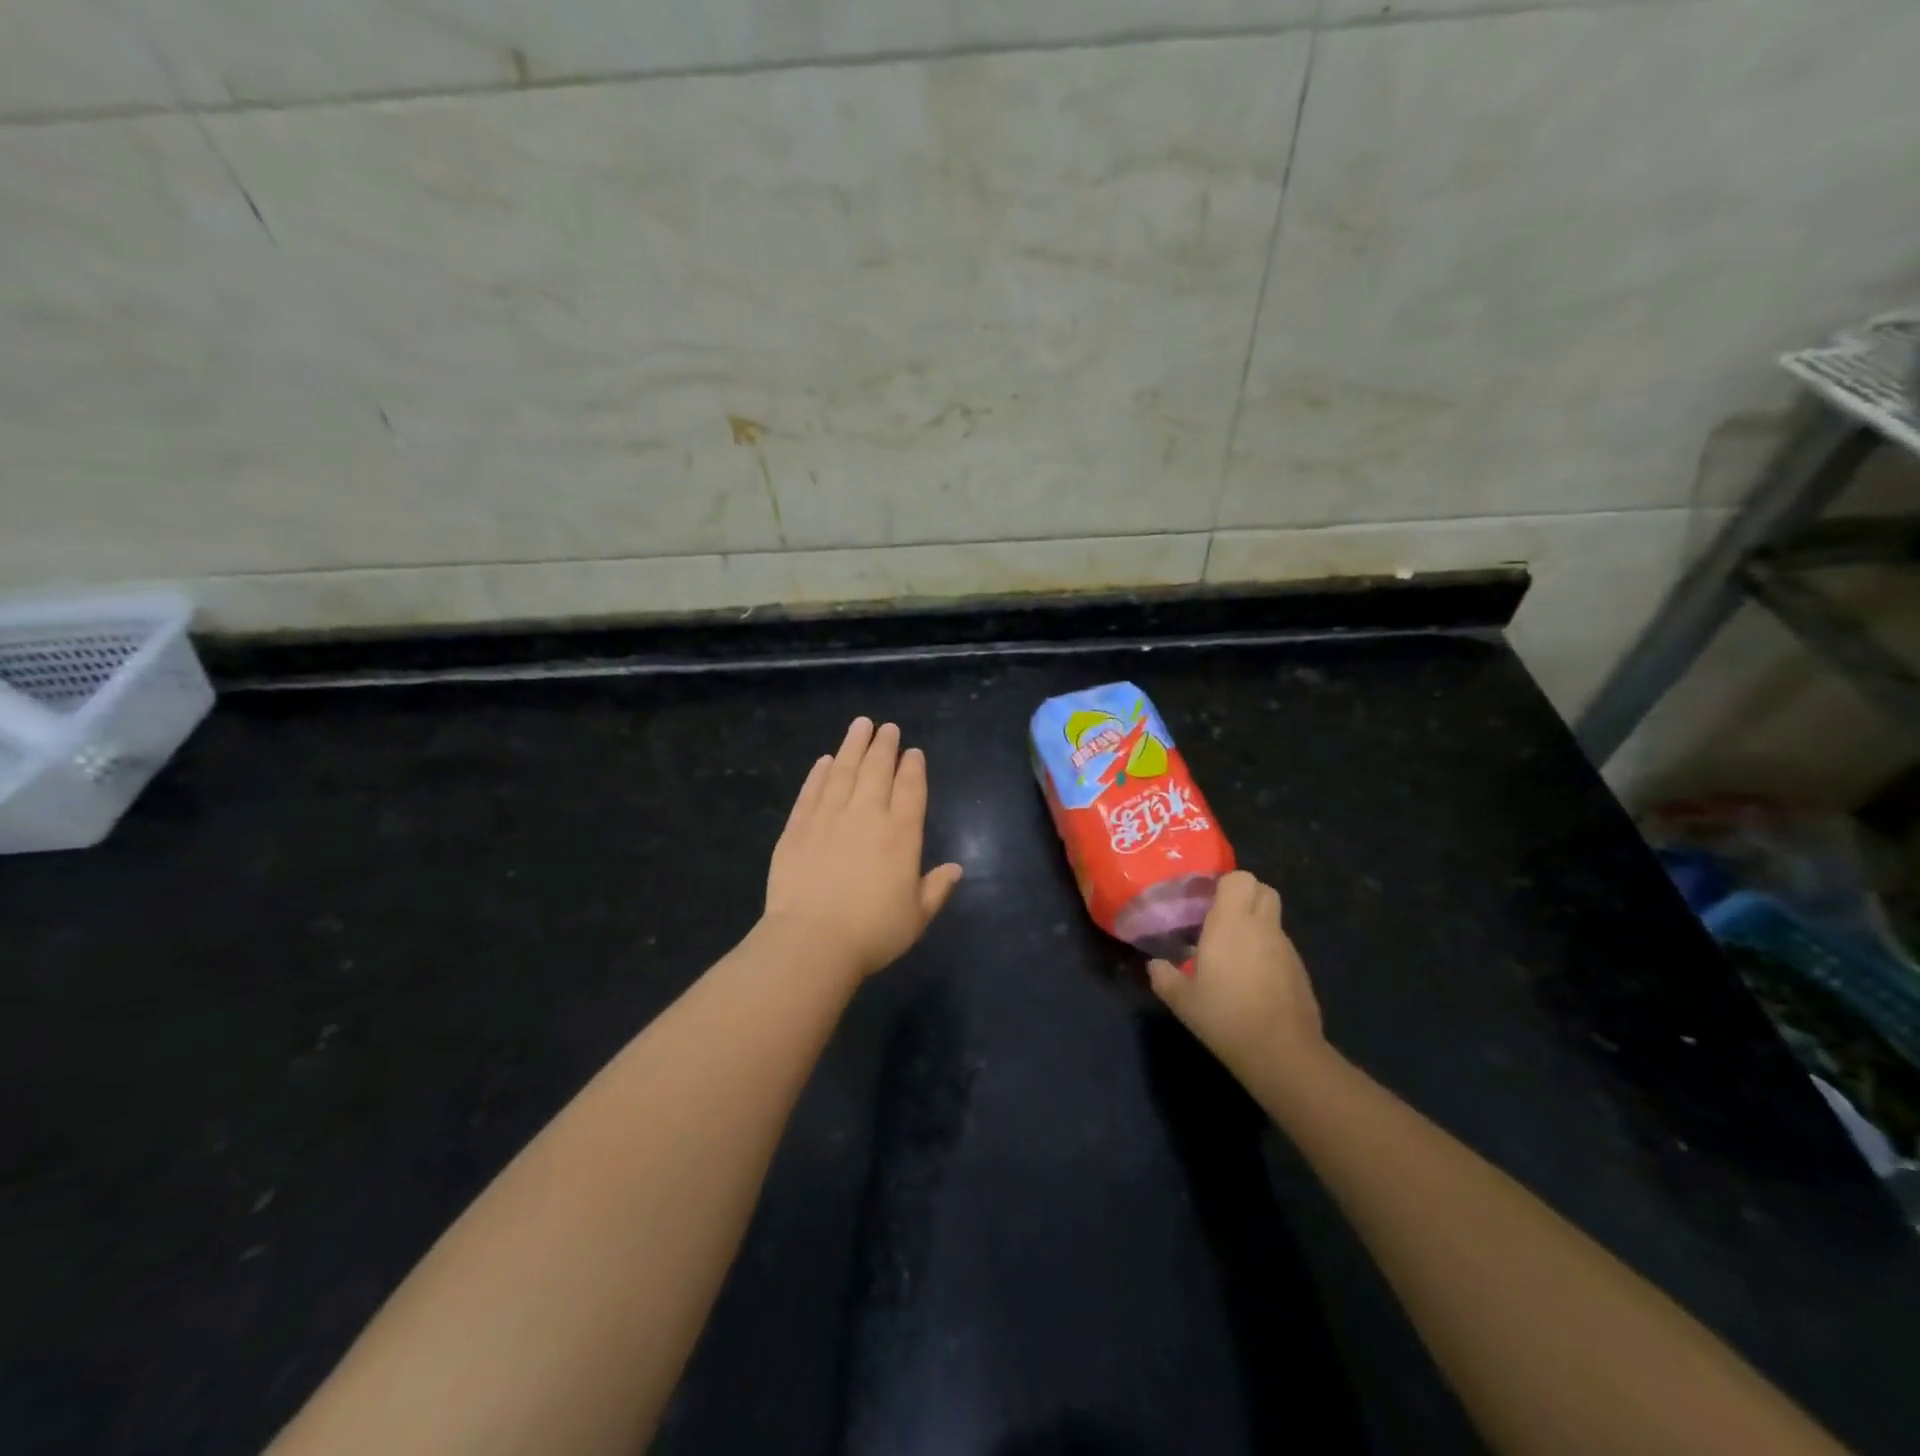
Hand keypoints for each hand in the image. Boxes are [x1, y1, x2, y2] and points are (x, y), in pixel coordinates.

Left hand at [762, 717, 964, 979]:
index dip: (913, 768)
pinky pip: (811, 791)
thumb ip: (936, 888)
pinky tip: (824, 761)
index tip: (913, 752)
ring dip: (853, 746)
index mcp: (901, 835)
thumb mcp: (916, 917)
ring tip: (860, 725)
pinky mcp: (798, 827)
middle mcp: (866, 816)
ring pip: (843, 771)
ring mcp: (829, 817)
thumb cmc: (873, 932)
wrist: (812, 941)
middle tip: (887, 728)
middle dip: (884, 746)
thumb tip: (956, 869)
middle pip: (877, 770)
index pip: (910, 790)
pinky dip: (819, 773)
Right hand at [1148, 870, 1323, 1078]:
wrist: (1281, 1052)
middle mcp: (1262, 927)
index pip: (1239, 878)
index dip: (1225, 883)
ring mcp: (1286, 948)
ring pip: (1273, 919)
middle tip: (1222, 917)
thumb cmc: (1225, 1016)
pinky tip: (1252, 980)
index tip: (1207, 900)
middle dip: (1246, 896)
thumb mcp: (1182, 1000)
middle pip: (1264, 889)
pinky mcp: (1300, 970)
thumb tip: (1153, 965)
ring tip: (1233, 953)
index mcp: (1231, 923)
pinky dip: (1267, 952)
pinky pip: (1281, 947)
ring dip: (1256, 926)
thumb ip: (1163, 977)